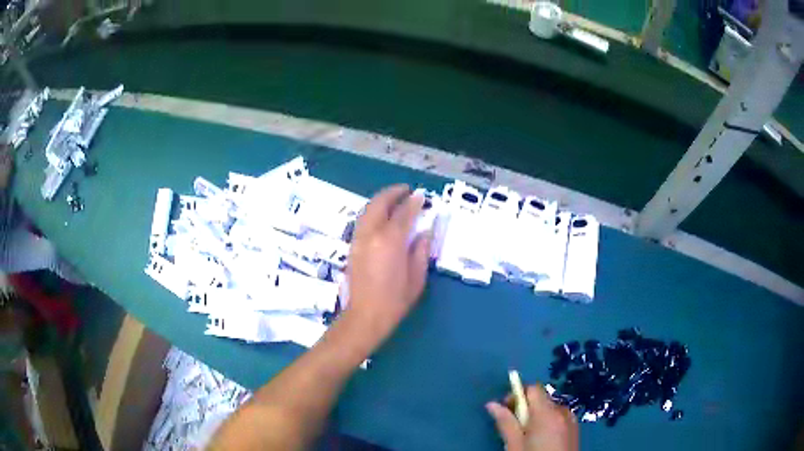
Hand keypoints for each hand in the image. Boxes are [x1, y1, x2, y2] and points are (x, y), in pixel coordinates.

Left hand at [341, 185, 430, 351]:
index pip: (403, 213)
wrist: (365, 316)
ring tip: (395, 199)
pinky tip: (382, 216)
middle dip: (393, 193)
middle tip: (406, 190)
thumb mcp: (416, 278)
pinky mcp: (352, 247)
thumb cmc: (395, 301)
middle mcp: (371, 234)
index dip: (414, 202)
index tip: (421, 196)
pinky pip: (363, 220)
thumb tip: (423, 232)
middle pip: (379, 203)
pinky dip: (373, 211)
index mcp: (390, 241)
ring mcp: (358, 239)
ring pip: (367, 209)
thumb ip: (420, 251)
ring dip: (381, 200)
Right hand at [486, 384, 578, 450]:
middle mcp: (562, 411)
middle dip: (526, 408)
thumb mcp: (515, 445)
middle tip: (513, 426)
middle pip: (541, 398)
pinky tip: (542, 439)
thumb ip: (506, 423)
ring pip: (550, 408)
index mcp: (546, 413)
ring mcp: (571, 419)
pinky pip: (559, 417)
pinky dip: (549, 422)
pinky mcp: (575, 428)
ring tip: (527, 435)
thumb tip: (491, 404)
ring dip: (537, 415)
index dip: (517, 395)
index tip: (506, 409)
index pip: (533, 389)